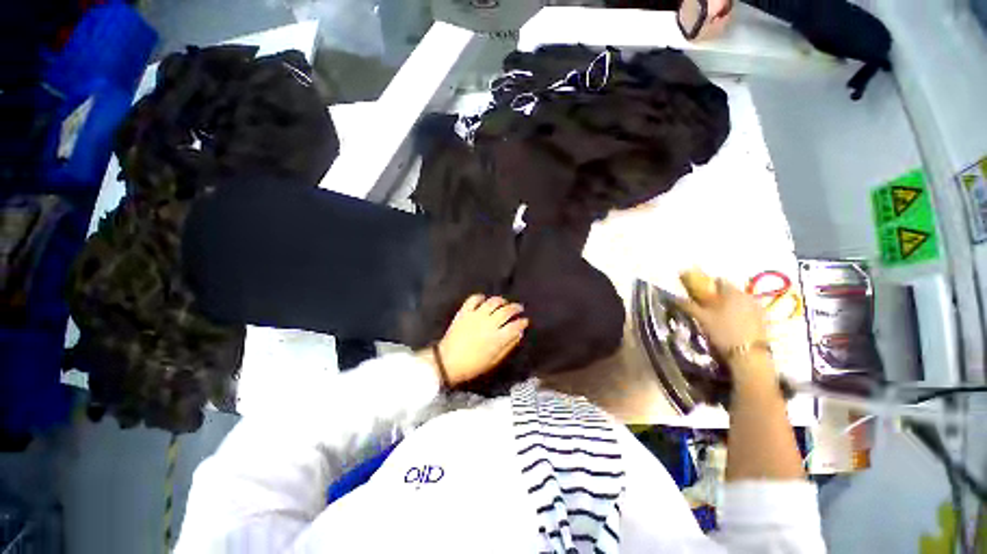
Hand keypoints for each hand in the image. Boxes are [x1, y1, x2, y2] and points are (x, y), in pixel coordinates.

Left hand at [426, 294, 528, 386]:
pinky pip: (474, 299)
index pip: (515, 326)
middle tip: (519, 308)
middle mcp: (489, 323)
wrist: (447, 362)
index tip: (525, 321)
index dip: (523, 322)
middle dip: (516, 308)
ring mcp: (476, 316)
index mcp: (498, 338)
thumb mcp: (494, 361)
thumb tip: (518, 334)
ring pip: (493, 302)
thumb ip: (508, 346)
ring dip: (501, 301)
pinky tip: (484, 300)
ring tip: (504, 302)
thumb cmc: (473, 365)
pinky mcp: (464, 312)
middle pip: (507, 311)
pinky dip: (480, 297)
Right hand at [678, 269, 770, 363]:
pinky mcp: (763, 319)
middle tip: (708, 306)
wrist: (749, 355)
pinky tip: (733, 324)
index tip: (700, 293)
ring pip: (739, 300)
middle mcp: (746, 295)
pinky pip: (748, 310)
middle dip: (719, 296)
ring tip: (720, 316)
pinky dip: (739, 313)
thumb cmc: (723, 332)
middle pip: (730, 290)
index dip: (708, 285)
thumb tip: (673, 297)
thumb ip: (688, 305)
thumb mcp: (701, 318)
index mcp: (731, 291)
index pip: (718, 280)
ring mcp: (757, 307)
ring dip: (730, 304)